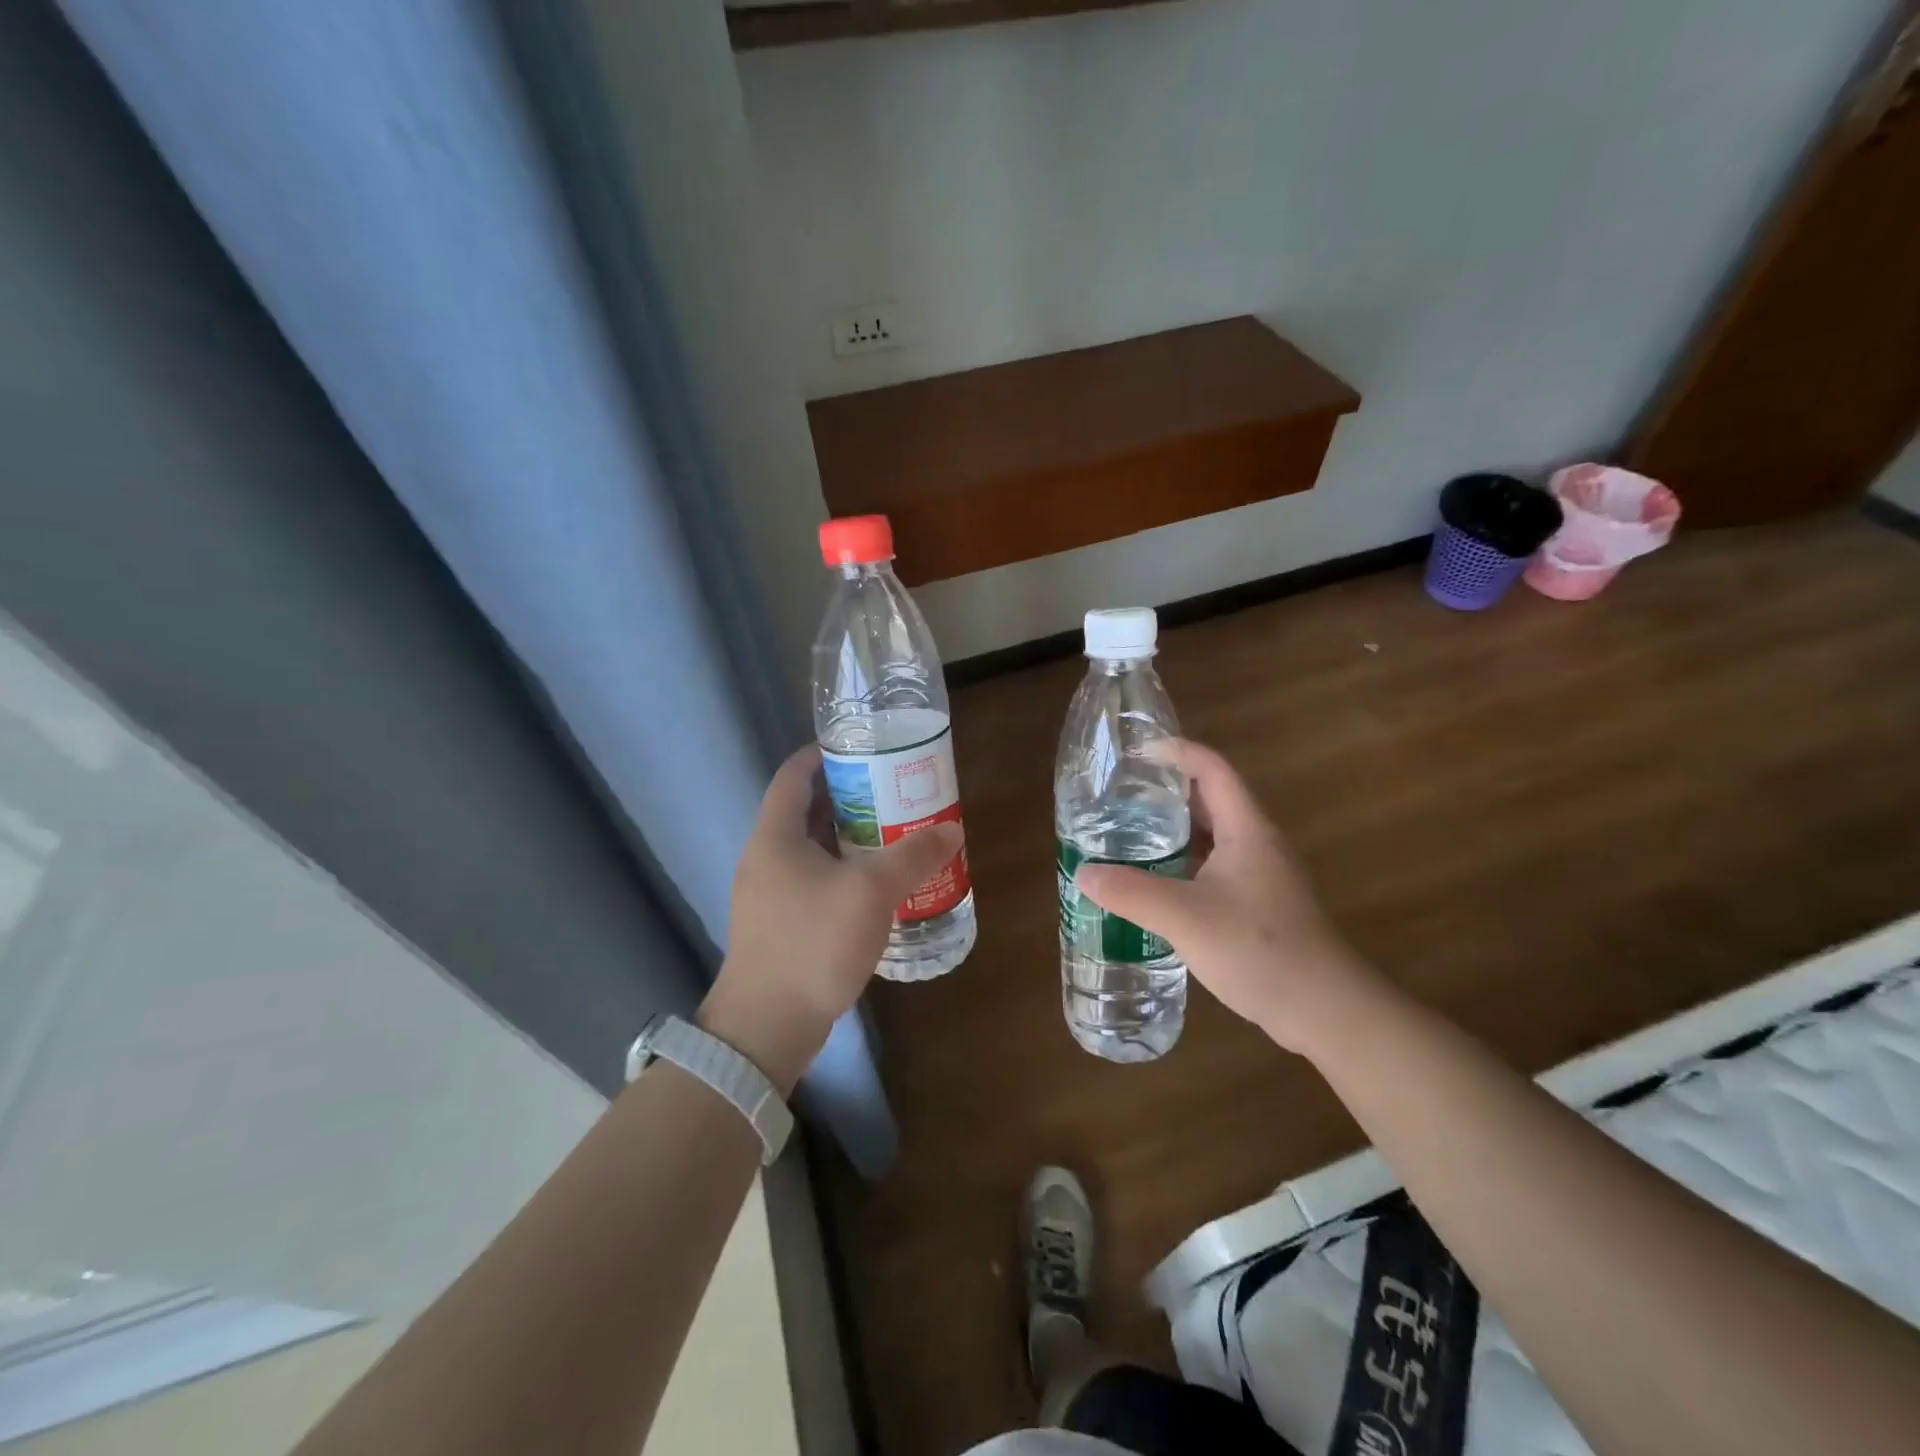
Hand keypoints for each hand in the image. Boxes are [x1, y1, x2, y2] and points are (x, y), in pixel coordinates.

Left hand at [699, 745, 963, 1090]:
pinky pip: (815, 882)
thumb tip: (951, 831)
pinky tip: (878, 886)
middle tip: (894, 791)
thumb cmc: (812, 943)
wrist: (766, 1027)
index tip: (864, 747)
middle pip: (807, 810)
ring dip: (851, 838)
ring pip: (813, 849)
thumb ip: (913, 855)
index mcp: (775, 836)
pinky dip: (845, 872)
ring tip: (895, 832)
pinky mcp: (780, 925)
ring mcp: (769, 894)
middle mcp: (766, 858)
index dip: (824, 754)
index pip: (794, 775)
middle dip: (850, 797)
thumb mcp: (871, 891)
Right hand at [1073, 739, 1379, 1054]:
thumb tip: (1084, 873)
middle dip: (1167, 792)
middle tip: (1121, 796)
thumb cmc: (1259, 949)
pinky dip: (1183, 864)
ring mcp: (1261, 875)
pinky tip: (1156, 884)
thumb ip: (1131, 893)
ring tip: (1129, 835)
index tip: (1137, 753)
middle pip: (1211, 799)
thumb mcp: (1185, 918)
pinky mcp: (1259, 904)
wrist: (1324, 1009)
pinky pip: (1214, 868)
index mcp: (1246, 829)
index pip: (1212, 769)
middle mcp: (1256, 843)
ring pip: (1212, 837)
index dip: (1176, 751)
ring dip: (1174, 831)